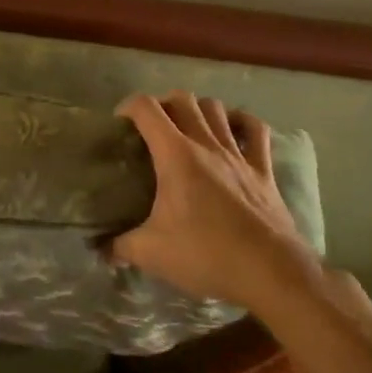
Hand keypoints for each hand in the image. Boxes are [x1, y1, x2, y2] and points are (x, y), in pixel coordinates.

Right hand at [113, 91, 321, 307]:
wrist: (271, 273)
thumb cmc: (206, 255)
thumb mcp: (151, 254)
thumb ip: (119, 247)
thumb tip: (100, 249)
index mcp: (175, 155)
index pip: (146, 109)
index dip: (127, 106)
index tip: (119, 124)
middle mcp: (207, 144)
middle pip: (183, 99)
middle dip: (162, 103)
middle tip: (151, 127)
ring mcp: (239, 154)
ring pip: (216, 108)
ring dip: (198, 109)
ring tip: (186, 127)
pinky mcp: (263, 170)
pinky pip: (255, 130)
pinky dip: (241, 122)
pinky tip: (232, 129)